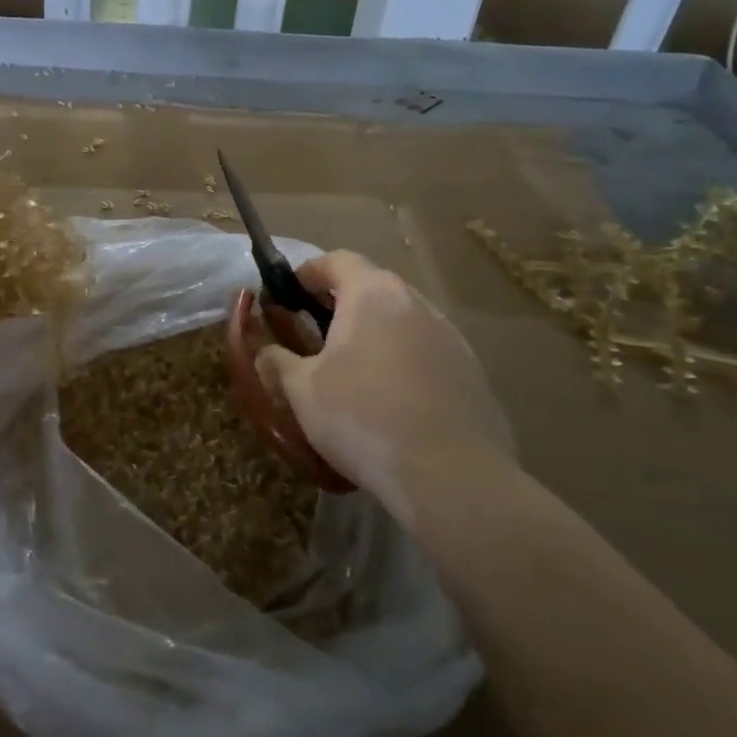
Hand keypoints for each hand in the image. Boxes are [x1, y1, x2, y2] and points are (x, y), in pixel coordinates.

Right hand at [255, 251, 515, 512]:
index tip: (287, 295)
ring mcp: (450, 336)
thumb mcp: (302, 391)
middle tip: (314, 334)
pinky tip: (390, 399)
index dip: (307, 273)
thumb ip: (277, 362)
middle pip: (372, 286)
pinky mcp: (471, 371)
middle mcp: (415, 302)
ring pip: (401, 319)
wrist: (450, 475)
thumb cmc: (362, 417)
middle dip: (339, 303)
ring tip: (352, 369)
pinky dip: (402, 360)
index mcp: (372, 294)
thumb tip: (265, 352)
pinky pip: (426, 351)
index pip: (336, 261)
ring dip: (374, 332)